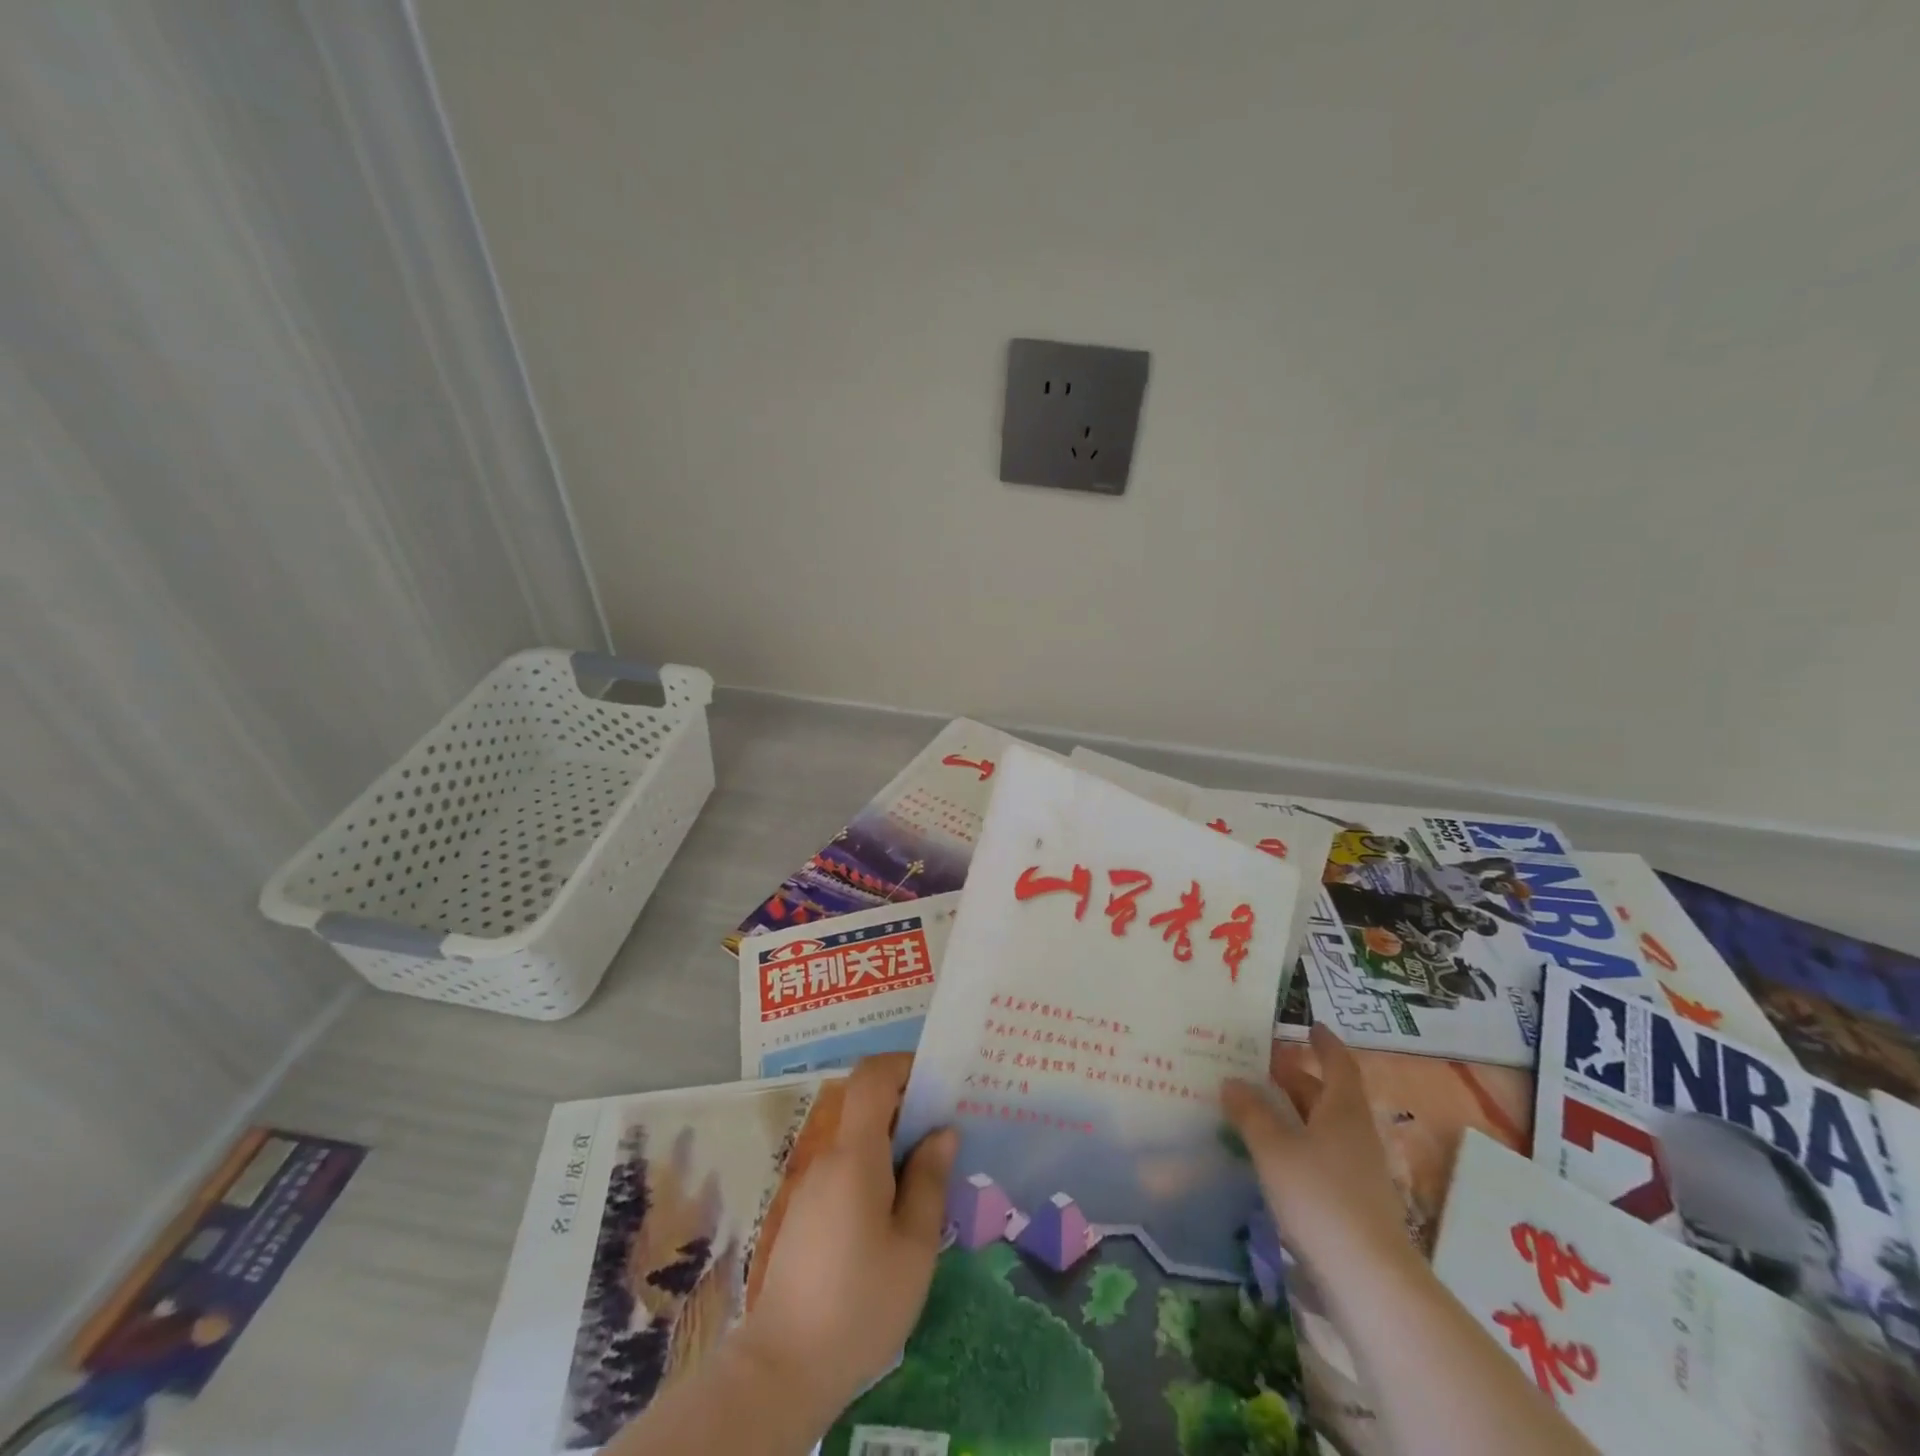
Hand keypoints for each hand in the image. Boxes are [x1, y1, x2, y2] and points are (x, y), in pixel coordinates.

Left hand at [737, 1054, 956, 1407]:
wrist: (784, 1369)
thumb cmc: (861, 1303)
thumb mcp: (914, 1246)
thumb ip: (929, 1181)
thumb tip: (943, 1131)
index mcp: (855, 1154)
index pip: (871, 1077)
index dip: (903, 1065)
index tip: (938, 1080)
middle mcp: (829, 1158)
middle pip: (866, 1107)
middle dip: (908, 1108)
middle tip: (948, 1131)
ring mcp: (813, 1186)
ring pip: (858, 1142)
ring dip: (893, 1143)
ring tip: (932, 1174)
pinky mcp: (807, 1213)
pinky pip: (846, 1170)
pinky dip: (875, 1170)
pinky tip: (898, 1211)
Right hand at [1223, 1023, 1415, 1281]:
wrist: (1370, 1282)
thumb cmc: (1320, 1198)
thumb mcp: (1273, 1149)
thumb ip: (1250, 1113)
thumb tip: (1232, 1082)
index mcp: (1343, 1111)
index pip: (1339, 1065)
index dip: (1324, 1044)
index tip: (1309, 1027)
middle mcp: (1355, 1135)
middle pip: (1328, 1096)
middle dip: (1298, 1078)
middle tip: (1262, 1065)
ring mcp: (1357, 1172)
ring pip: (1323, 1128)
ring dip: (1294, 1113)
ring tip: (1257, 1106)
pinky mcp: (1352, 1204)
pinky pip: (1320, 1157)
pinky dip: (1296, 1145)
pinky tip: (1271, 1155)